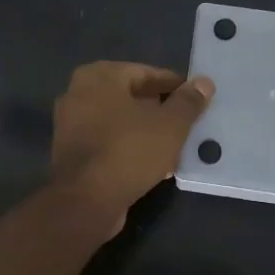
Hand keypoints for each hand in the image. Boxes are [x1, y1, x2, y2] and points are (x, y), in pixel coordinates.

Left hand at [50, 61, 214, 228]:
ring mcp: (71, 124)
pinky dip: (129, 146)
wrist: (86, 201)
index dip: (173, 85)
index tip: (195, 98)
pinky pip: (107, 140)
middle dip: (158, 108)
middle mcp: (78, 93)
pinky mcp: (71, 152)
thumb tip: (204, 83)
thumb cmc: (129, 151)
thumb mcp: (169, 125)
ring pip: (119, 120)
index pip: (144, 72)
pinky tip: (153, 162)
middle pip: (130, 96)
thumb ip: (187, 102)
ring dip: (145, 129)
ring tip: (174, 143)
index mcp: (99, 76)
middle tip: (186, 120)